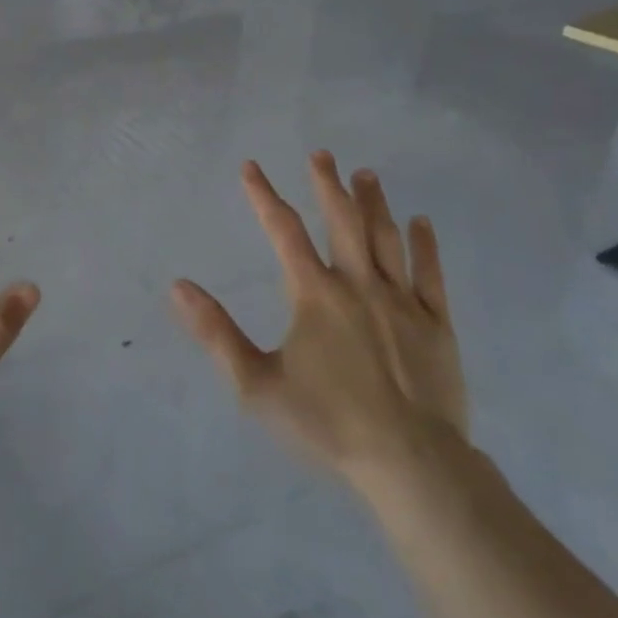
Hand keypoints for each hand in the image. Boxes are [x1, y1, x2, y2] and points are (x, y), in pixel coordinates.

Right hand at [172, 153, 467, 495]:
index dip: (264, 196)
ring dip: (374, 203)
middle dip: (328, 184)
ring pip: (386, 238)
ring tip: (366, 174)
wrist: (411, 463)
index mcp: (314, 295)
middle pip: (342, 222)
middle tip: (322, 154)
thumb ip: (216, 332)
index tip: (251, 166)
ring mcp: (402, 301)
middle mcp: (358, 285)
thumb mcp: (256, 384)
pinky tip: (422, 223)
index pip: (283, 231)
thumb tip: (179, 285)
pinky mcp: (437, 325)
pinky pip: (431, 274)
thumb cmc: (327, 423)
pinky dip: (425, 245)